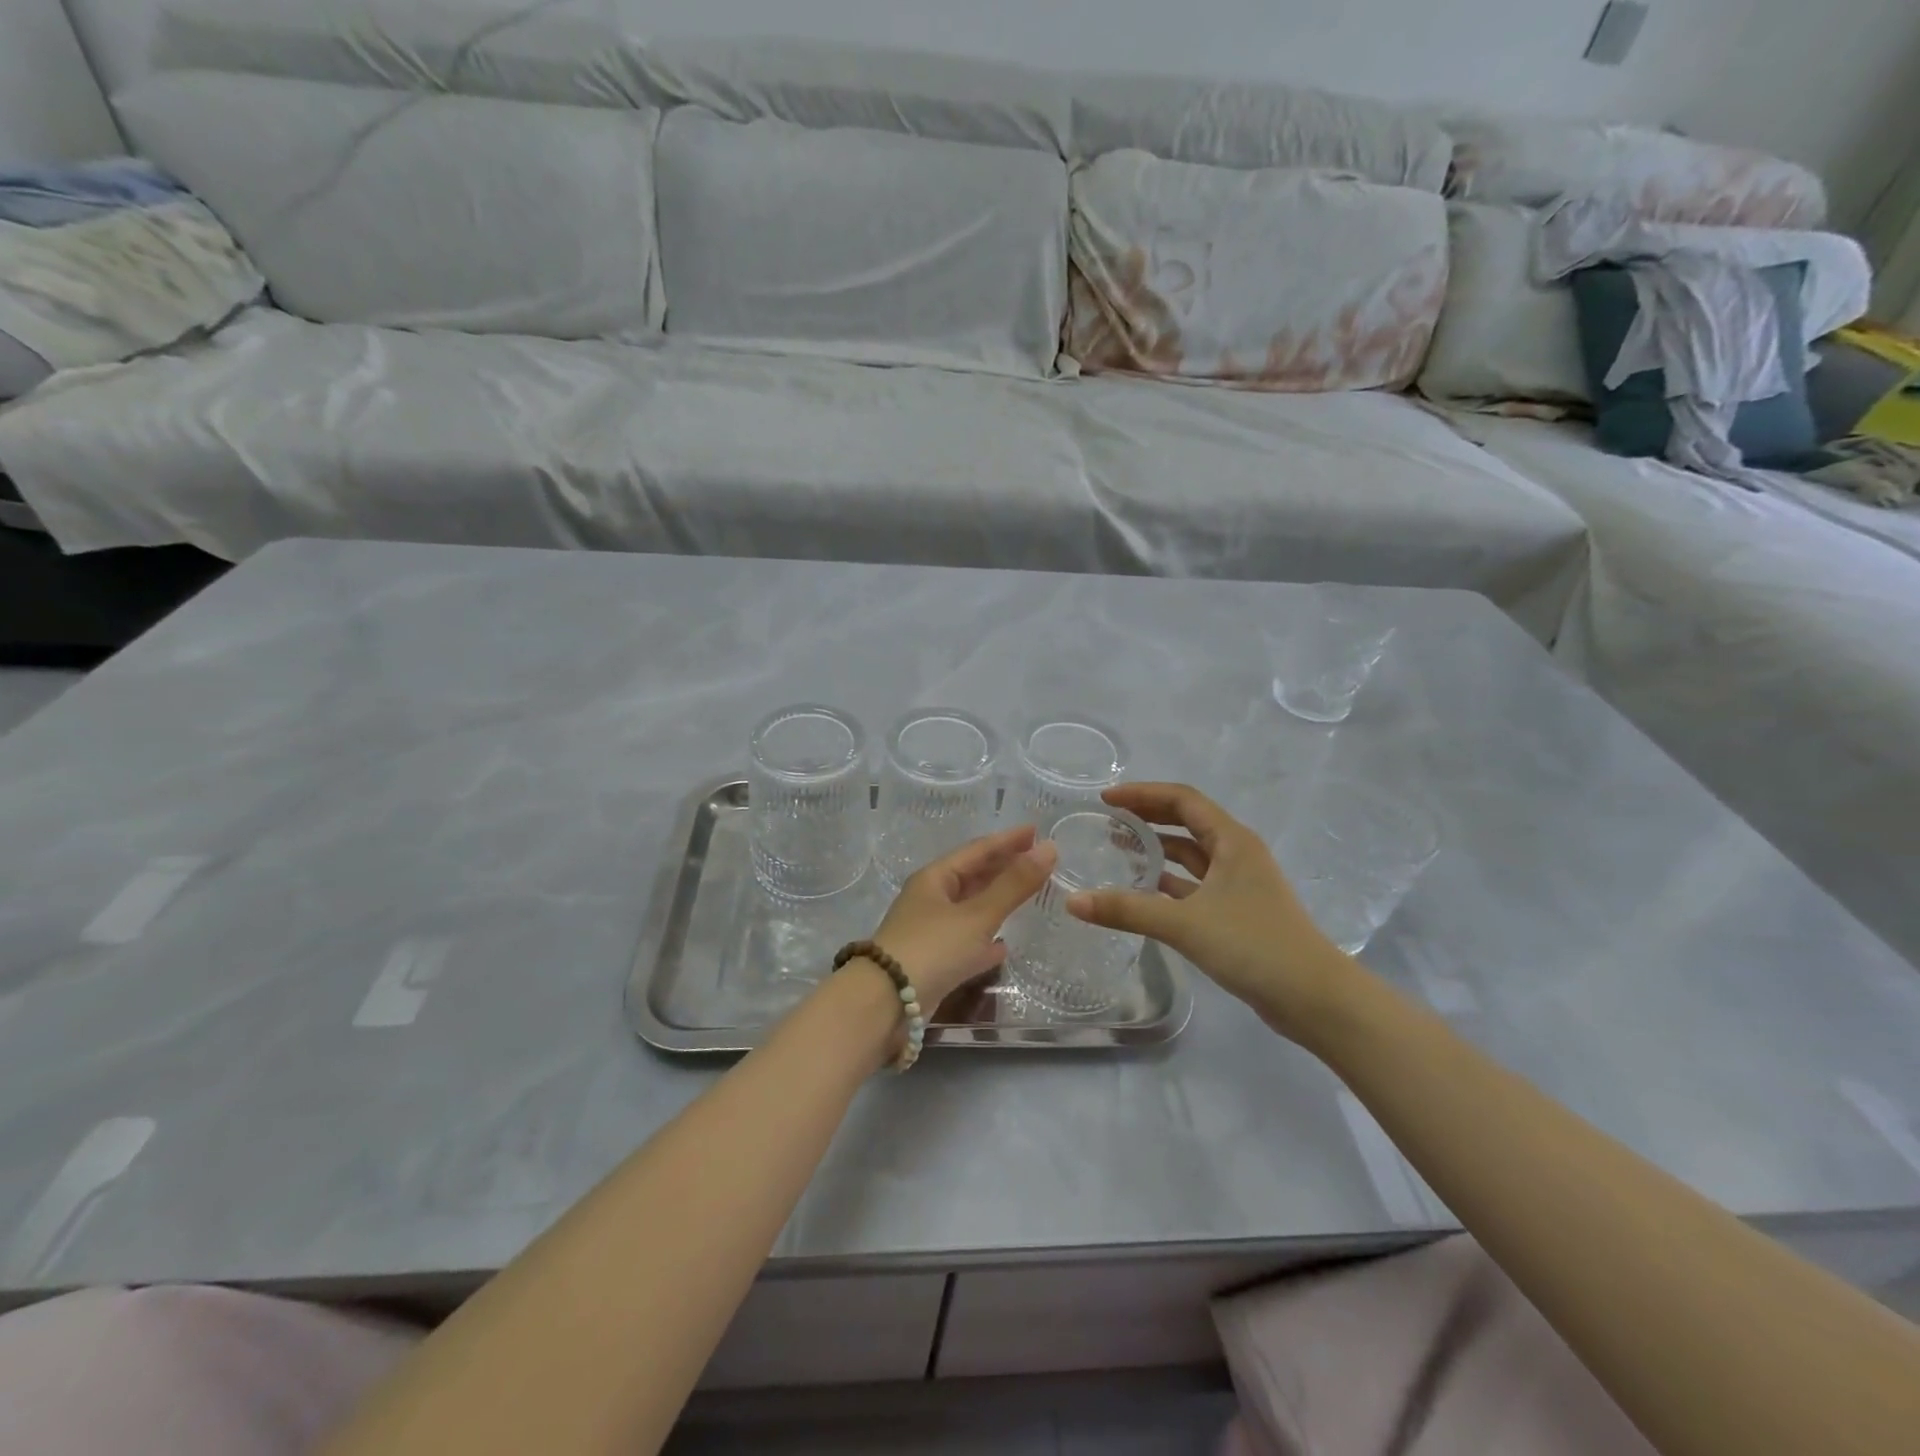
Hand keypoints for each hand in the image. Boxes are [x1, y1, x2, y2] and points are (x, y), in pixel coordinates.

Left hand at [871, 826, 1057, 1010]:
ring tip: (1025, 895)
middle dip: (1002, 867)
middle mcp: (930, 899)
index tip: (1037, 831)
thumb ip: (1014, 884)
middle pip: (972, 876)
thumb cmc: (931, 949)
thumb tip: (1049, 848)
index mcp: (935, 878)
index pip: (977, 850)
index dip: (1007, 840)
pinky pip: (965, 942)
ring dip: (996, 900)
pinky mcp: (932, 962)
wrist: (885, 1003)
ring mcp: (929, 931)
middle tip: (1036, 860)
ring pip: (969, 908)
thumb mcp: (977, 915)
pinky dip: (985, 940)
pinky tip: (1003, 947)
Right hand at [1066, 783, 1356, 1043]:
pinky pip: (1195, 884)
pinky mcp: (1238, 912)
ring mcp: (1240, 884)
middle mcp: (1237, 854)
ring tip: (1119, 848)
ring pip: (1192, 854)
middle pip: (1187, 821)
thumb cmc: (1253, 945)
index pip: (1182, 800)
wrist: (1314, 998)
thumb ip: (1127, 910)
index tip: (1106, 799)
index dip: (1143, 794)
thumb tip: (1072, 902)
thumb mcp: (1184, 923)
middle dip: (1148, 815)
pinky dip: (1169, 880)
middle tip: (1109, 818)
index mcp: (1232, 841)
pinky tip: (1144, 889)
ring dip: (1158, 847)